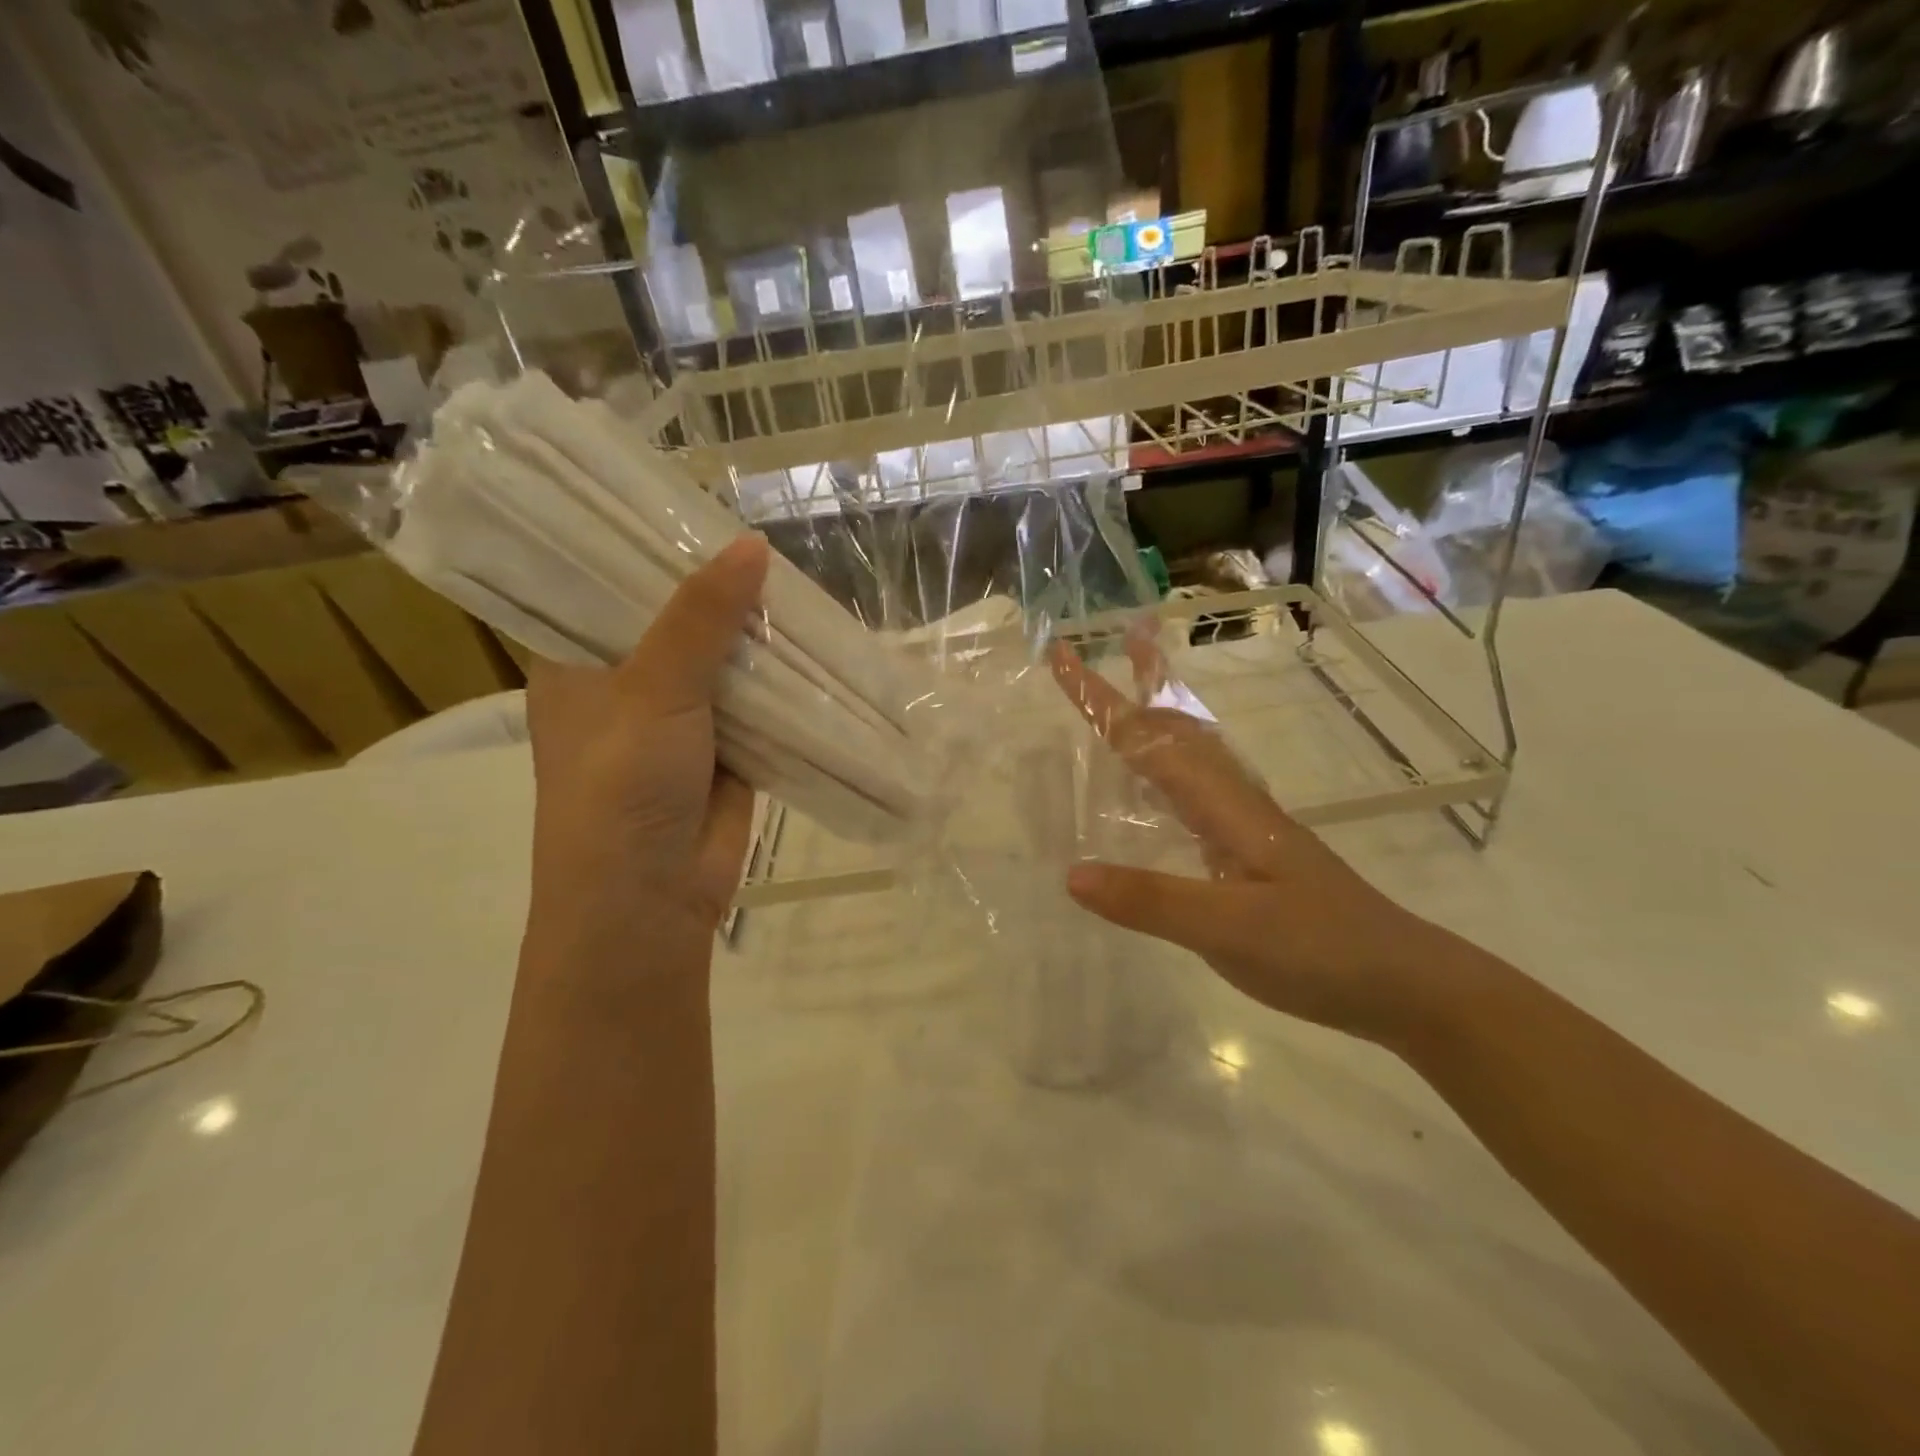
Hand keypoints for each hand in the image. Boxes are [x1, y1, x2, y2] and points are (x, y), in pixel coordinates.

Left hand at [525, 534, 769, 948]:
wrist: (650, 901)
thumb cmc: (621, 788)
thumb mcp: (653, 690)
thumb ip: (701, 618)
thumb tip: (752, 545)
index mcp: (577, 661)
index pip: (603, 584)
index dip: (644, 546)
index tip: (688, 503)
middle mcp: (626, 683)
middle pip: (676, 619)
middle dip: (718, 590)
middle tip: (764, 539)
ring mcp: (680, 717)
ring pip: (723, 660)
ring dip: (757, 635)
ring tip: (800, 580)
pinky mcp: (726, 748)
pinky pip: (758, 701)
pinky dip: (782, 680)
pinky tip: (816, 643)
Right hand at [1050, 638, 1457, 1046]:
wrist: (1404, 984)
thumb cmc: (1322, 949)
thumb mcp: (1231, 930)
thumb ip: (1153, 900)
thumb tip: (1071, 873)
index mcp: (1225, 805)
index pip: (1149, 739)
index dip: (1101, 698)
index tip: (1062, 656)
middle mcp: (1233, 804)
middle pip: (1178, 729)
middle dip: (1146, 682)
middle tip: (1123, 640)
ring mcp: (1244, 831)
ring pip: (1189, 760)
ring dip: (1156, 724)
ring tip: (1127, 706)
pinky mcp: (1247, 859)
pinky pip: (1192, 800)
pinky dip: (1163, 778)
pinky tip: (1153, 798)